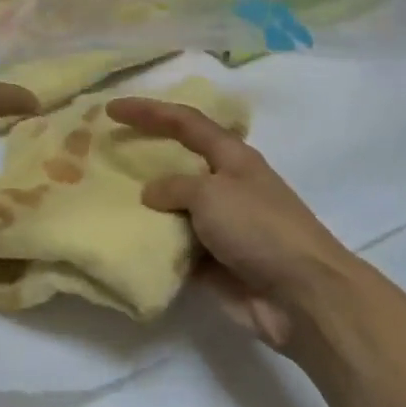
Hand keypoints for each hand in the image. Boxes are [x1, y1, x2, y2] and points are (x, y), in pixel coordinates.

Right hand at [107, 96, 355, 347]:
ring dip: (145, 208)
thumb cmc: (260, 229)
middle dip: (143, 159)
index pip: (185, 123)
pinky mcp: (214, 263)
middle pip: (177, 165)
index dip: (149, 112)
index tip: (110, 110)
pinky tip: (124, 245)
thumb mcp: (212, 194)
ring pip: (173, 209)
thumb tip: (151, 194)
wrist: (302, 296)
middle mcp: (226, 187)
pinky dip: (155, 246)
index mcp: (232, 158)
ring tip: (103, 203)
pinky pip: (176, 248)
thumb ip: (174, 188)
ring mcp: (221, 227)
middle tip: (105, 156)